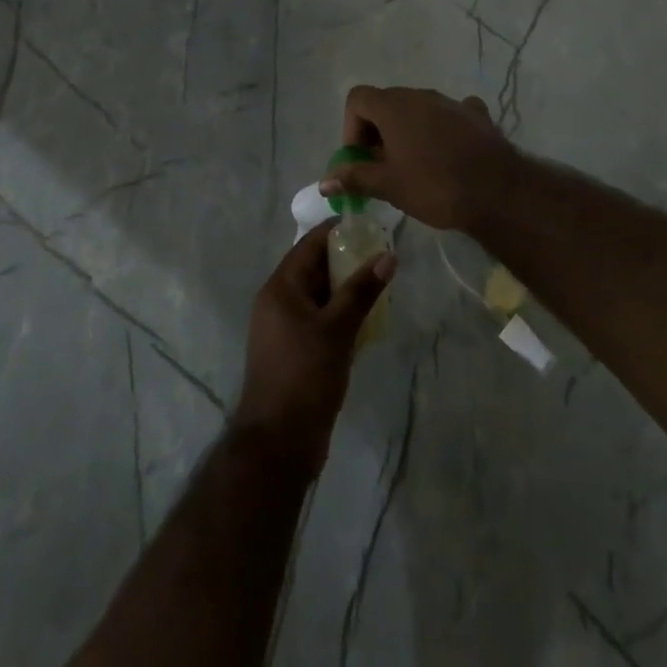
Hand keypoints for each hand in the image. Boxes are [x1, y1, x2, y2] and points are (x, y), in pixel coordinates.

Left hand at [232, 223, 394, 476]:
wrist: (279, 443)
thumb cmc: (304, 376)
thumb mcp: (337, 329)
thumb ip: (362, 290)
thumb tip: (388, 255)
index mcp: (280, 287)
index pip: (309, 245)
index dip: (337, 231)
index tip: (369, 224)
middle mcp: (278, 301)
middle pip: (314, 268)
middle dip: (347, 259)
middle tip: (383, 253)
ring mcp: (285, 328)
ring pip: (319, 295)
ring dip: (346, 288)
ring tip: (381, 282)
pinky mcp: (294, 351)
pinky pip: (319, 319)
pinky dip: (341, 313)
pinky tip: (368, 318)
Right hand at [323, 86, 521, 229]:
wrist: (497, 191)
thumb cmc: (434, 186)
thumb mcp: (389, 186)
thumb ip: (355, 177)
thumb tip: (324, 181)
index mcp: (394, 106)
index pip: (357, 99)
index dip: (351, 127)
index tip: (361, 158)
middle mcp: (420, 94)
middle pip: (386, 102)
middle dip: (377, 132)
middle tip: (382, 167)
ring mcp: (450, 101)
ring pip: (417, 109)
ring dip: (407, 131)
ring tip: (414, 165)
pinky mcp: (475, 114)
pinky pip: (448, 115)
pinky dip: (440, 129)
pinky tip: (448, 153)